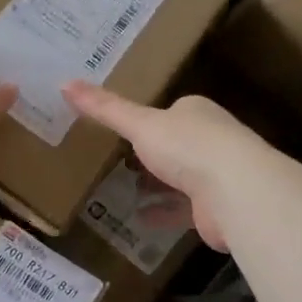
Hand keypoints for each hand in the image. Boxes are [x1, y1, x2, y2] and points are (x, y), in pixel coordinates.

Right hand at [61, 83, 257, 250]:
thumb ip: (104, 108)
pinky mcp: (214, 208)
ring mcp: (216, 175)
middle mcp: (211, 140)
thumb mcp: (139, 124)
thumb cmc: (188, 147)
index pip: (171, 111)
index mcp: (196, 113)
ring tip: (125, 189)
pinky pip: (182, 209)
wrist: (237, 192)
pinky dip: (162, 213)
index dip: (149, 120)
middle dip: (153, 153)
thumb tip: (64, 82)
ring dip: (157, 184)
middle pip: (176, 145)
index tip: (125, 128)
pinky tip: (140, 219)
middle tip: (119, 160)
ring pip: (180, 178)